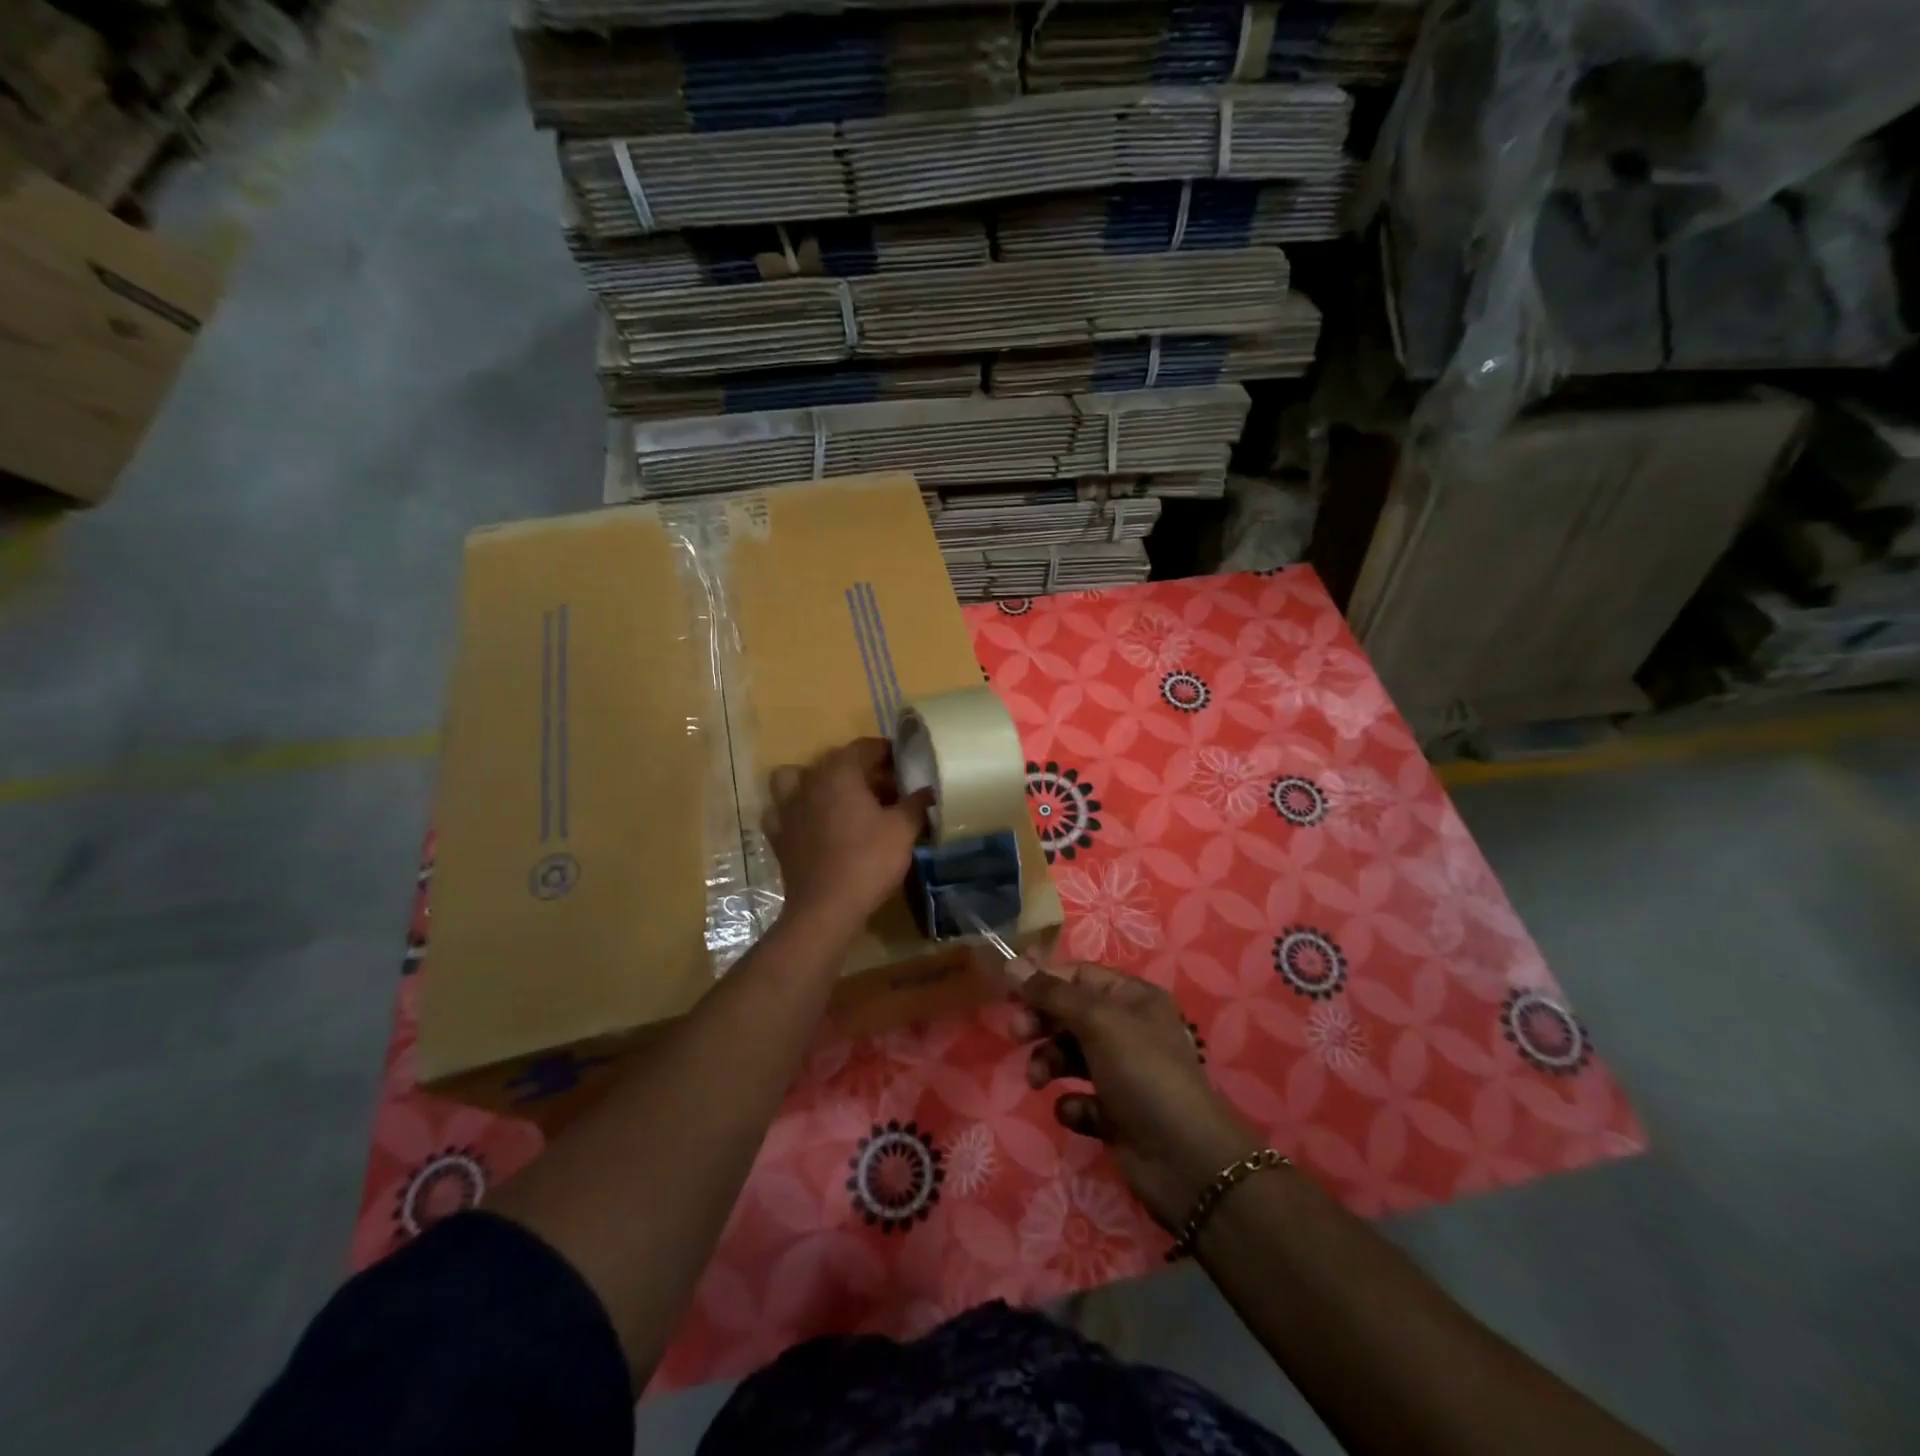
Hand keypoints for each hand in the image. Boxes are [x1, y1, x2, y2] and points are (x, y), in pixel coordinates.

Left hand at [764, 738, 930, 943]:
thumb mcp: (903, 830)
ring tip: (841, 798)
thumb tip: (928, 790)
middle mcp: (809, 781)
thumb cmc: (868, 861)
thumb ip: (915, 804)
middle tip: (888, 787)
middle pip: (836, 762)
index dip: (888, 752)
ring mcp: (788, 807)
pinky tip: (812, 822)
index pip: (865, 747)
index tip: (906, 764)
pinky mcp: (779, 834)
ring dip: (819, 782)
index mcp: (839, 772)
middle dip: (862, 769)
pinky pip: (784, 810)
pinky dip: (797, 810)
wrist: (826, 908)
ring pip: (798, 778)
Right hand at [1012, 963, 1262, 1228]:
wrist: (1185, 1159)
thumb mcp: (1097, 1021)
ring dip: (1049, 1062)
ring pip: (1071, 1055)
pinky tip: (1077, 1111)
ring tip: (1039, 1080)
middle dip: (1042, 1022)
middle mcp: (1129, 1030)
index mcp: (1133, 998)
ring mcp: (1122, 1073)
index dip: (1044, 980)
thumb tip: (1011, 964)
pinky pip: (1081, 1099)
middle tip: (1017, 1033)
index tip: (1010, 992)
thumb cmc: (1142, 1072)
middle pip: (1071, 1014)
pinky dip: (1073, 1104)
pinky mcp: (1115, 1114)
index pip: (1079, 975)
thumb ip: (1052, 993)